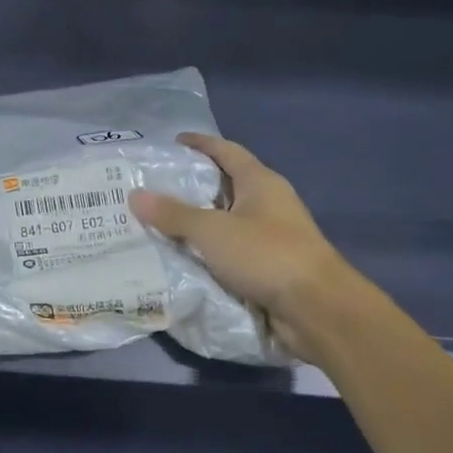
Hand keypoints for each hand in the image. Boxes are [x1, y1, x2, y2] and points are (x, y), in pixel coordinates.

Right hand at [131, 134, 343, 361]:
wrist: (318, 310)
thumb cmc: (266, 254)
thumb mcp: (211, 231)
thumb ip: (173, 214)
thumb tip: (135, 195)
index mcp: (260, 182)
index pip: (227, 151)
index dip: (201, 144)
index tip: (173, 143)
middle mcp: (269, 203)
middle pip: (226, 185)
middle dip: (193, 186)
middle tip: (154, 188)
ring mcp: (273, 236)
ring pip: (228, 221)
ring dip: (199, 222)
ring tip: (160, 223)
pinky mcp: (272, 267)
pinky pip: (232, 250)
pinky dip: (209, 251)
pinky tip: (183, 257)